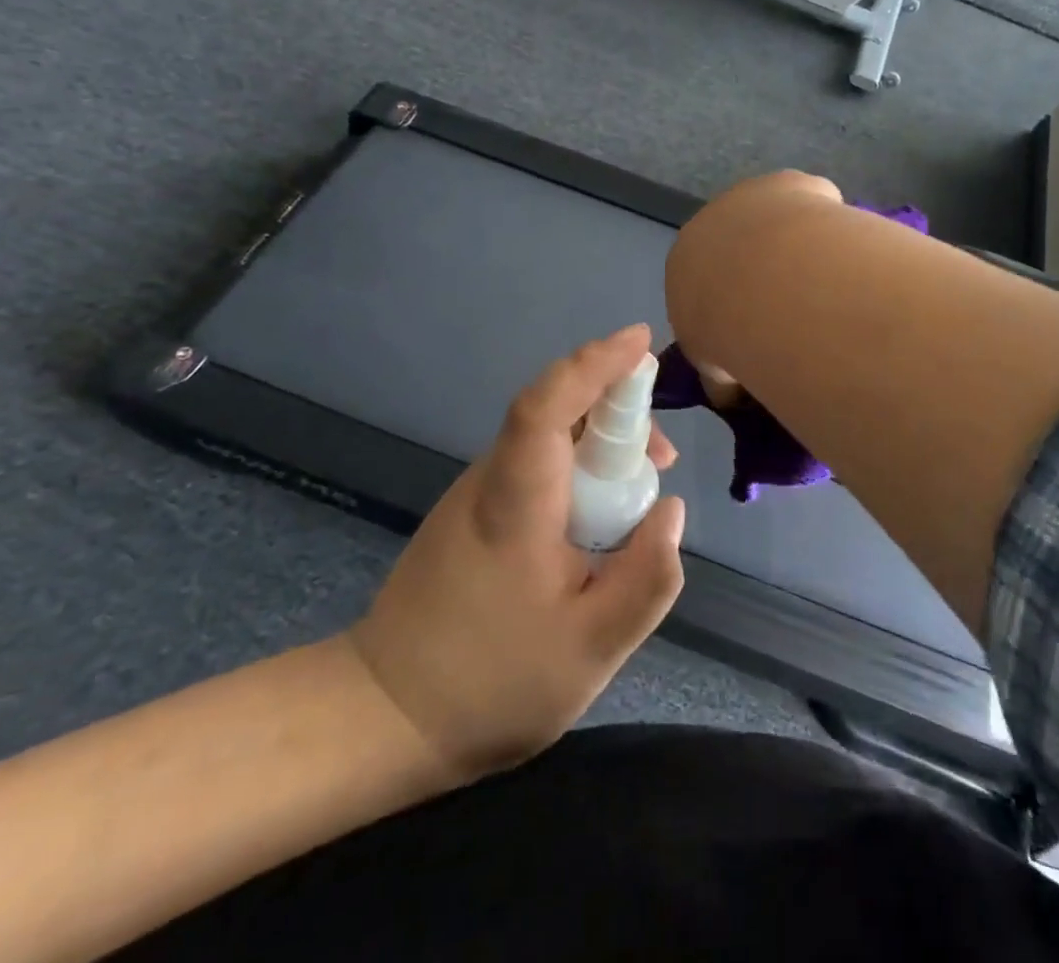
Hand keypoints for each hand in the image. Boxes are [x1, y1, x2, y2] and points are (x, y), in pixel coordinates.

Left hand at [347, 325, 686, 781]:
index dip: (595, 364)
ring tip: (641, 488)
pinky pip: (535, 462)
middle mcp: (491, 479)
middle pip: (555, 411)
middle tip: (662, 457)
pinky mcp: (474, 512)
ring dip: (599, 441)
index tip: (640, 342)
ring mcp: (477, 493)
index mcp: (515, 502)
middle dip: (616, 409)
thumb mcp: (592, 649)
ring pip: (547, 437)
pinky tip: (598, 513)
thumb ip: (646, 579)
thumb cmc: (492, 682)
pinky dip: (576, 466)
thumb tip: (672, 509)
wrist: (386, 717)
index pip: (548, 405)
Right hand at [671, 171, 843, 407]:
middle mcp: (711, 221)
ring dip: (793, 244)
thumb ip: (721, 379)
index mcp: (684, 262)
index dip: (729, 303)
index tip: (756, 327)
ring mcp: (751, 196)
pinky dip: (824, 225)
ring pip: (776, 221)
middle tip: (795, 309)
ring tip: (823, 284)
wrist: (766, 279)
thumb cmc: (730, 329)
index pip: (703, 280)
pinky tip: (841, 254)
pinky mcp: (789, 182)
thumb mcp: (716, 370)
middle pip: (740, 244)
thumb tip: (729, 396)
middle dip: (763, 270)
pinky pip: (811, 203)